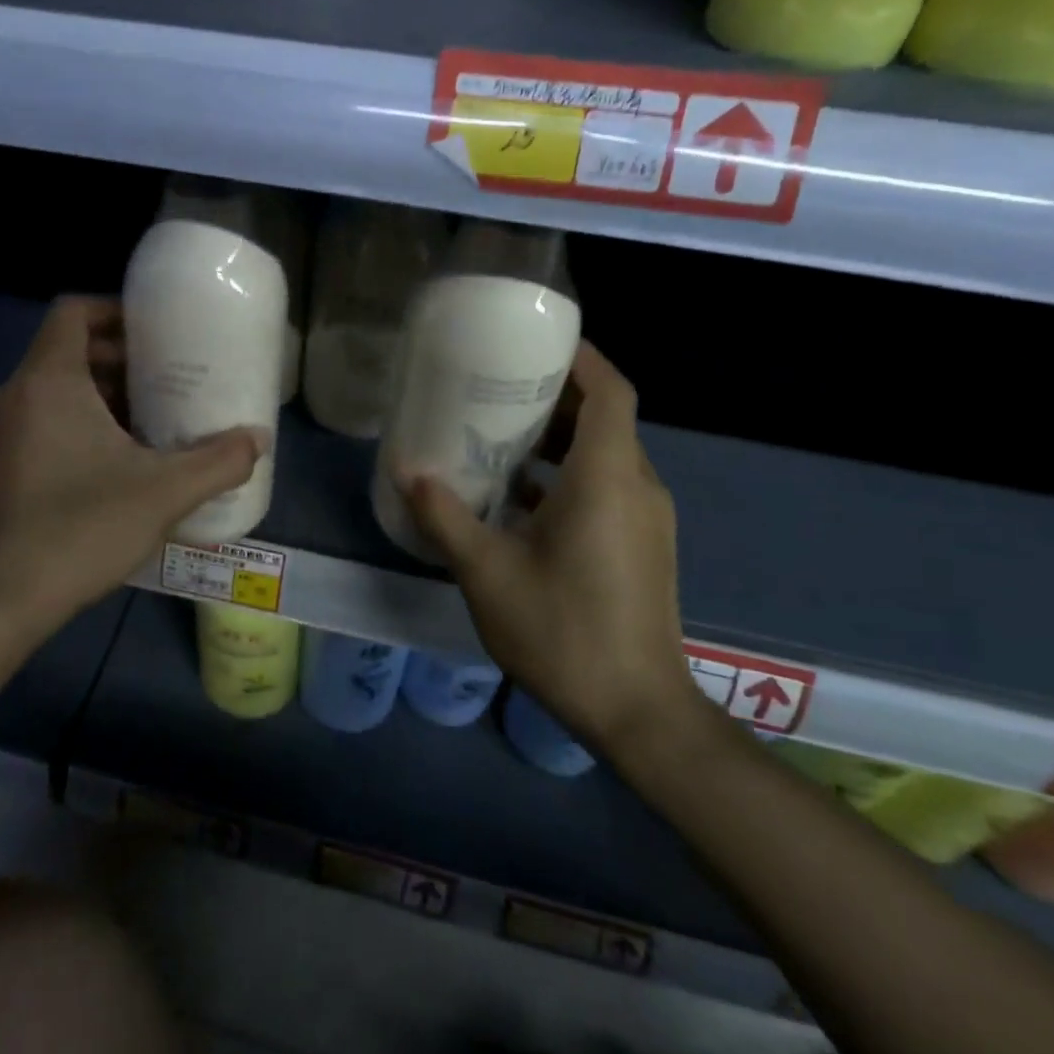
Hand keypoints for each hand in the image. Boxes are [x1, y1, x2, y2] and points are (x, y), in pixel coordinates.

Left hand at [0, 297, 264, 633]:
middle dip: (121, 358)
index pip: (74, 312)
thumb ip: (219, 461)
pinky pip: (42, 420)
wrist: (2, 599)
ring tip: (153, 417)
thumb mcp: (165, 491)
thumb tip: (259, 439)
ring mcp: (0, 432)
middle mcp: (15, 395)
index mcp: (48, 381)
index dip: (116, 310)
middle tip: (169, 377)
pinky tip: (119, 460)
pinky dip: (79, 422)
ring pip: (55, 388)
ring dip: (103, 394)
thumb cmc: (82, 527)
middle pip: (69, 350)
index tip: (157, 331)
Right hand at [399, 343, 697, 754]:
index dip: (582, 358)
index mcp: (607, 478)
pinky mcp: (643, 545)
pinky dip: (569, 476)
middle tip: (499, 387)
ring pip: (606, 455)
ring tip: (500, 436)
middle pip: (606, 418)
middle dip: (556, 395)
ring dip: (559, 439)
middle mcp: (637, 487)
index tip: (536, 342)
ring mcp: (646, 518)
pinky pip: (608, 487)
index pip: (611, 391)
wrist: (638, 711)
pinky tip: (520, 498)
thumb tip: (408, 471)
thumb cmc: (563, 631)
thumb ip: (445, 516)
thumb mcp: (487, 572)